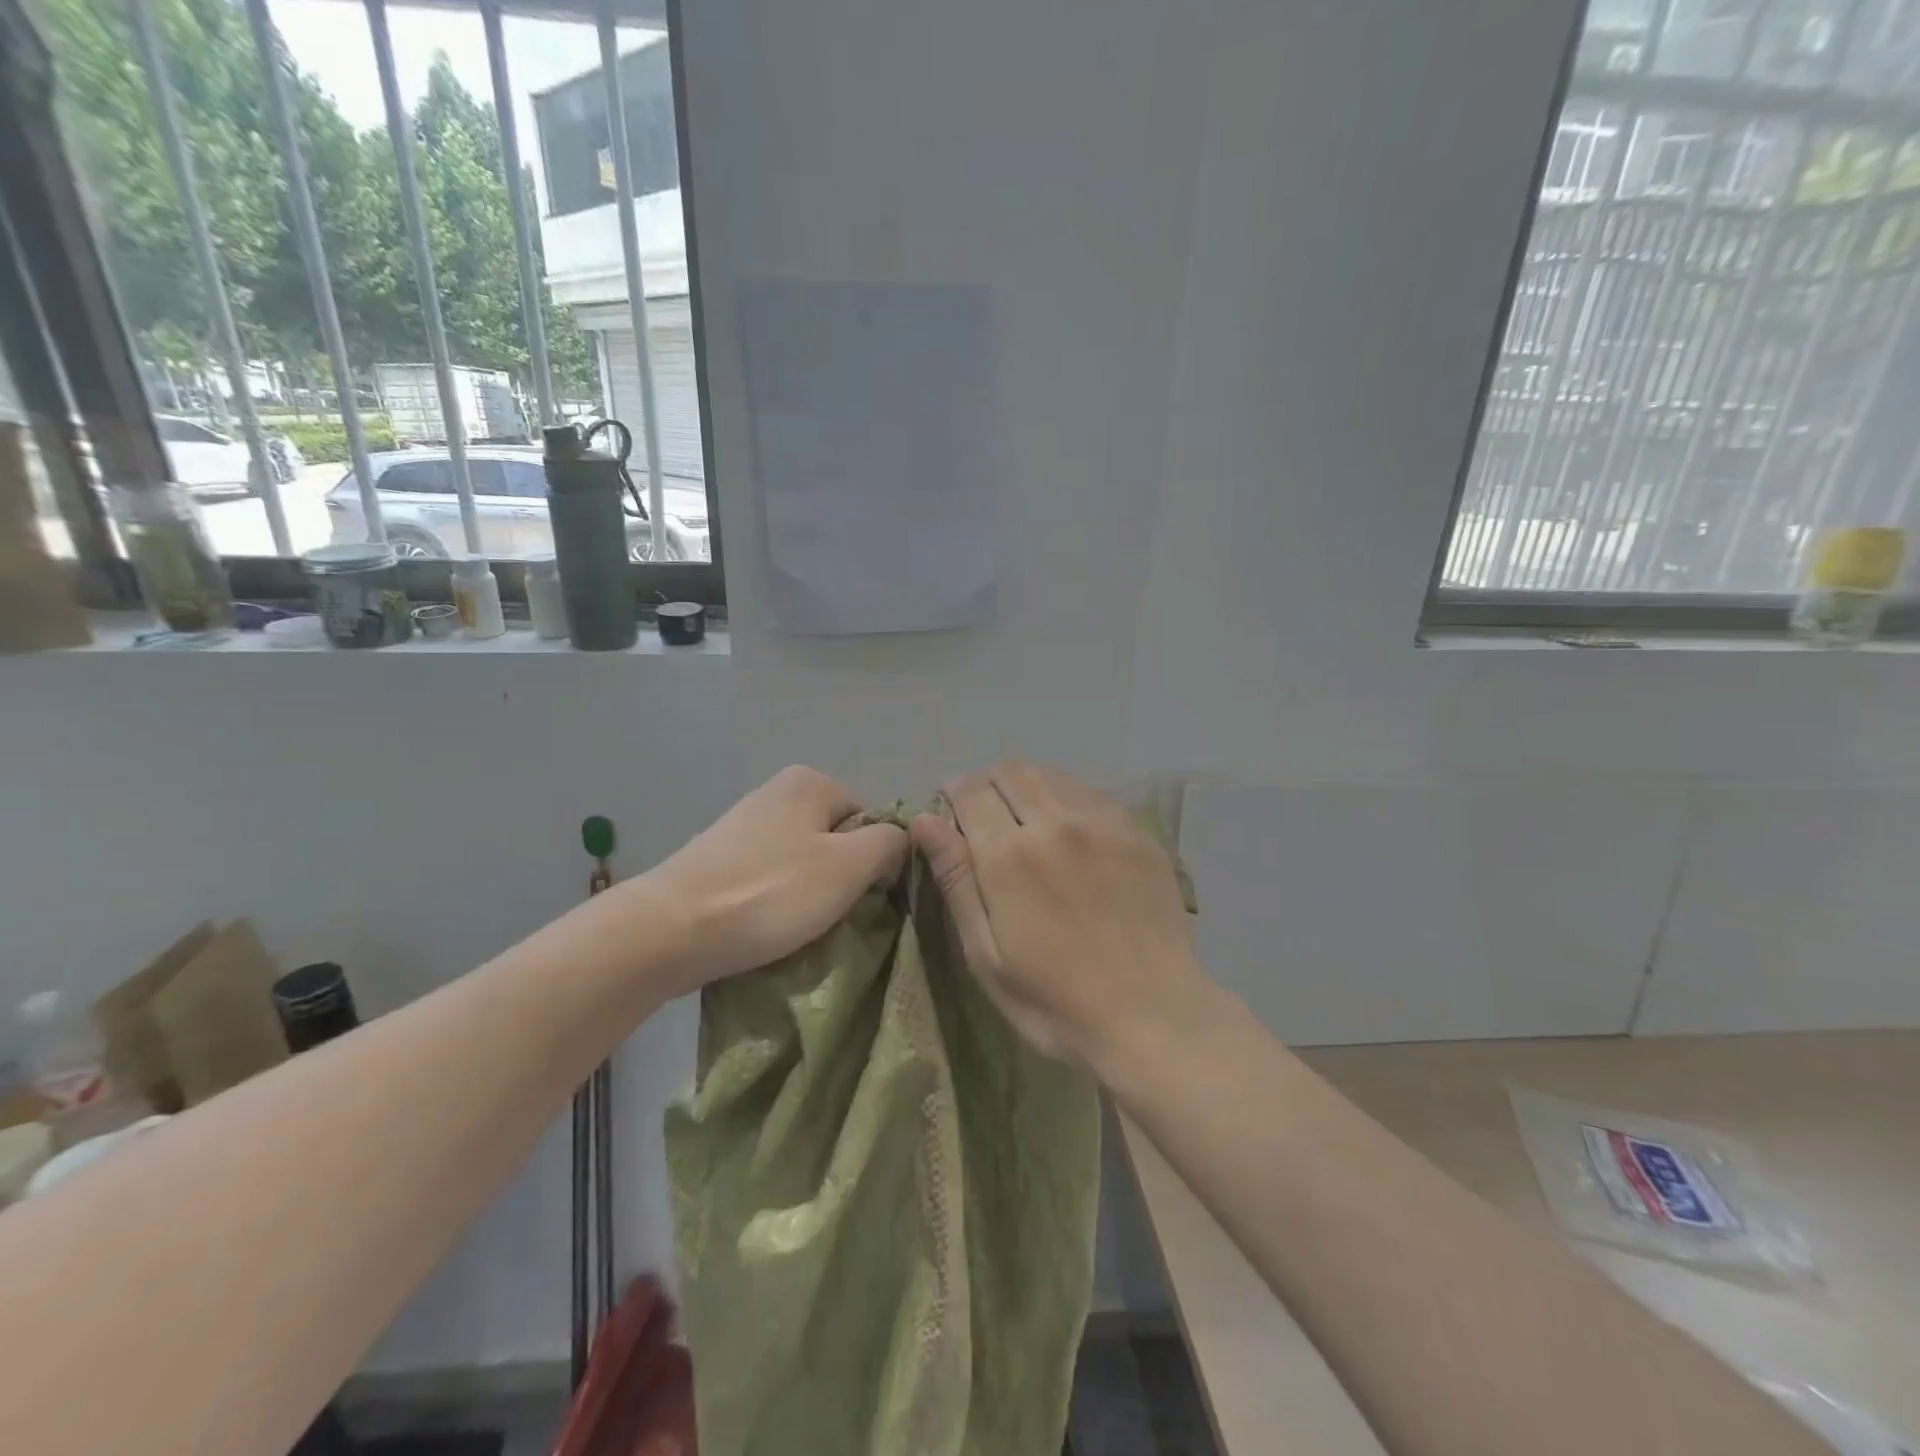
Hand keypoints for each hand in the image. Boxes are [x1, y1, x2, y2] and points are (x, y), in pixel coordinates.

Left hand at [641, 766, 907, 995]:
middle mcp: (776, 793)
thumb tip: (898, 841)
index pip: (870, 820)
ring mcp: (743, 826)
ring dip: (810, 896)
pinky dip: (776, 903)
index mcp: (810, 782)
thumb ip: (889, 844)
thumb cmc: (769, 893)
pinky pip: (769, 879)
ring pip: (803, 863)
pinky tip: (768, 928)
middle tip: (834, 917)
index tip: (863, 899)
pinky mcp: (719, 861)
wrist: (669, 931)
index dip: (876, 861)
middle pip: (836, 841)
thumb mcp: (849, 867)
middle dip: (841, 880)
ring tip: (800, 929)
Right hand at [911, 759, 1203, 1067]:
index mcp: (1010, 854)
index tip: (952, 815)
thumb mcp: (986, 953)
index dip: (954, 794)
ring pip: (1054, 775)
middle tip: (988, 819)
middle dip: (989, 784)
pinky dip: (1070, 801)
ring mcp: (1104, 823)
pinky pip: (1093, 794)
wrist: (1153, 1016)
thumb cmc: (1055, 999)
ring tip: (1029, 824)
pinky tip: (1074, 837)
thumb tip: (924, 820)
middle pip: (1012, 770)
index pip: (970, 790)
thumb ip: (956, 879)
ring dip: (1030, 788)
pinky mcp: (1138, 833)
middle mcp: (1057, 822)